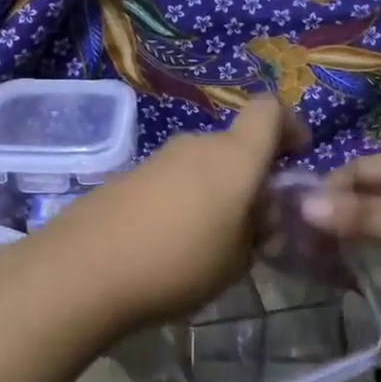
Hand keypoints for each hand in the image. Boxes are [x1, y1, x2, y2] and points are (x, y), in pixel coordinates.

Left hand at [32, 97, 301, 329]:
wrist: (83, 271)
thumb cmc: (178, 264)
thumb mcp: (237, 260)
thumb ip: (257, 231)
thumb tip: (258, 215)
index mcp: (234, 157)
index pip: (270, 110)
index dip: (290, 126)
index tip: (296, 158)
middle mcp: (197, 145)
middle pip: (235, 144)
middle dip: (252, 175)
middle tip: (254, 223)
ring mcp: (157, 158)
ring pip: (202, 164)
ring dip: (216, 190)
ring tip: (211, 240)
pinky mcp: (127, 176)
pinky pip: (171, 179)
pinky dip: (184, 199)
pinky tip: (171, 241)